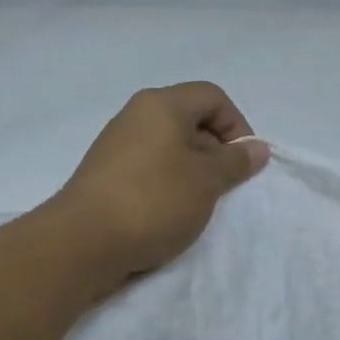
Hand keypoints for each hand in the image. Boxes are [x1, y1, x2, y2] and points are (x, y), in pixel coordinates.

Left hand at [47, 82, 269, 290]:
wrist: (83, 242)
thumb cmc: (154, 201)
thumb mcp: (206, 182)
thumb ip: (235, 162)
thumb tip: (257, 148)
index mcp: (162, 105)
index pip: (213, 97)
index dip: (237, 126)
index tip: (243, 163)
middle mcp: (136, 116)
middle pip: (190, 120)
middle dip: (215, 151)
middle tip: (223, 188)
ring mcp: (116, 146)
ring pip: (169, 147)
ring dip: (192, 172)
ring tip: (197, 205)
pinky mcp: (105, 175)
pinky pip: (149, 169)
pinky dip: (167, 185)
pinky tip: (169, 214)